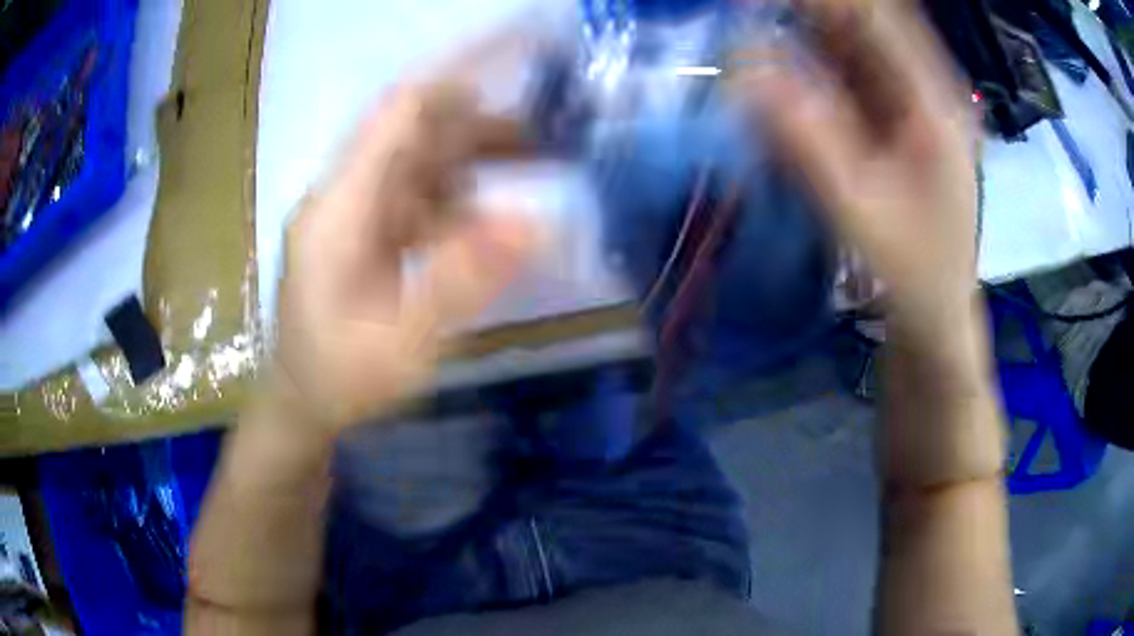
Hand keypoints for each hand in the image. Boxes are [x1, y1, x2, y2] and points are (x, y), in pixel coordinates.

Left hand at [272, 81, 537, 431]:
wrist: (301, 406)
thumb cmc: (339, 381)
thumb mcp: (401, 344)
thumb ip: (461, 282)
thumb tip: (535, 223)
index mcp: (339, 206)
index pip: (400, 111)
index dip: (459, 73)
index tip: (520, 52)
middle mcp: (345, 194)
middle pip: (419, 132)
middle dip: (487, 123)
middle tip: (554, 131)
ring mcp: (356, 210)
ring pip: (425, 161)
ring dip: (481, 157)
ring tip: (540, 162)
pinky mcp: (367, 230)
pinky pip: (422, 195)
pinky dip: (464, 195)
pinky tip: (494, 216)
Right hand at [738, 0, 979, 351]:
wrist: (937, 317)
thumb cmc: (914, 275)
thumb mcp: (861, 210)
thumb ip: (806, 139)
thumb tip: (743, 71)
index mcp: (931, 101)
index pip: (874, 15)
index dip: (818, 0)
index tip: (755, 3)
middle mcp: (923, 90)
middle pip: (860, 23)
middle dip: (801, 14)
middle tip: (743, 18)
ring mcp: (909, 105)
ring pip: (851, 46)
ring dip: (800, 36)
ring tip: (750, 42)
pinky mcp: (893, 123)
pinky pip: (848, 78)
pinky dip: (810, 69)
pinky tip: (777, 76)